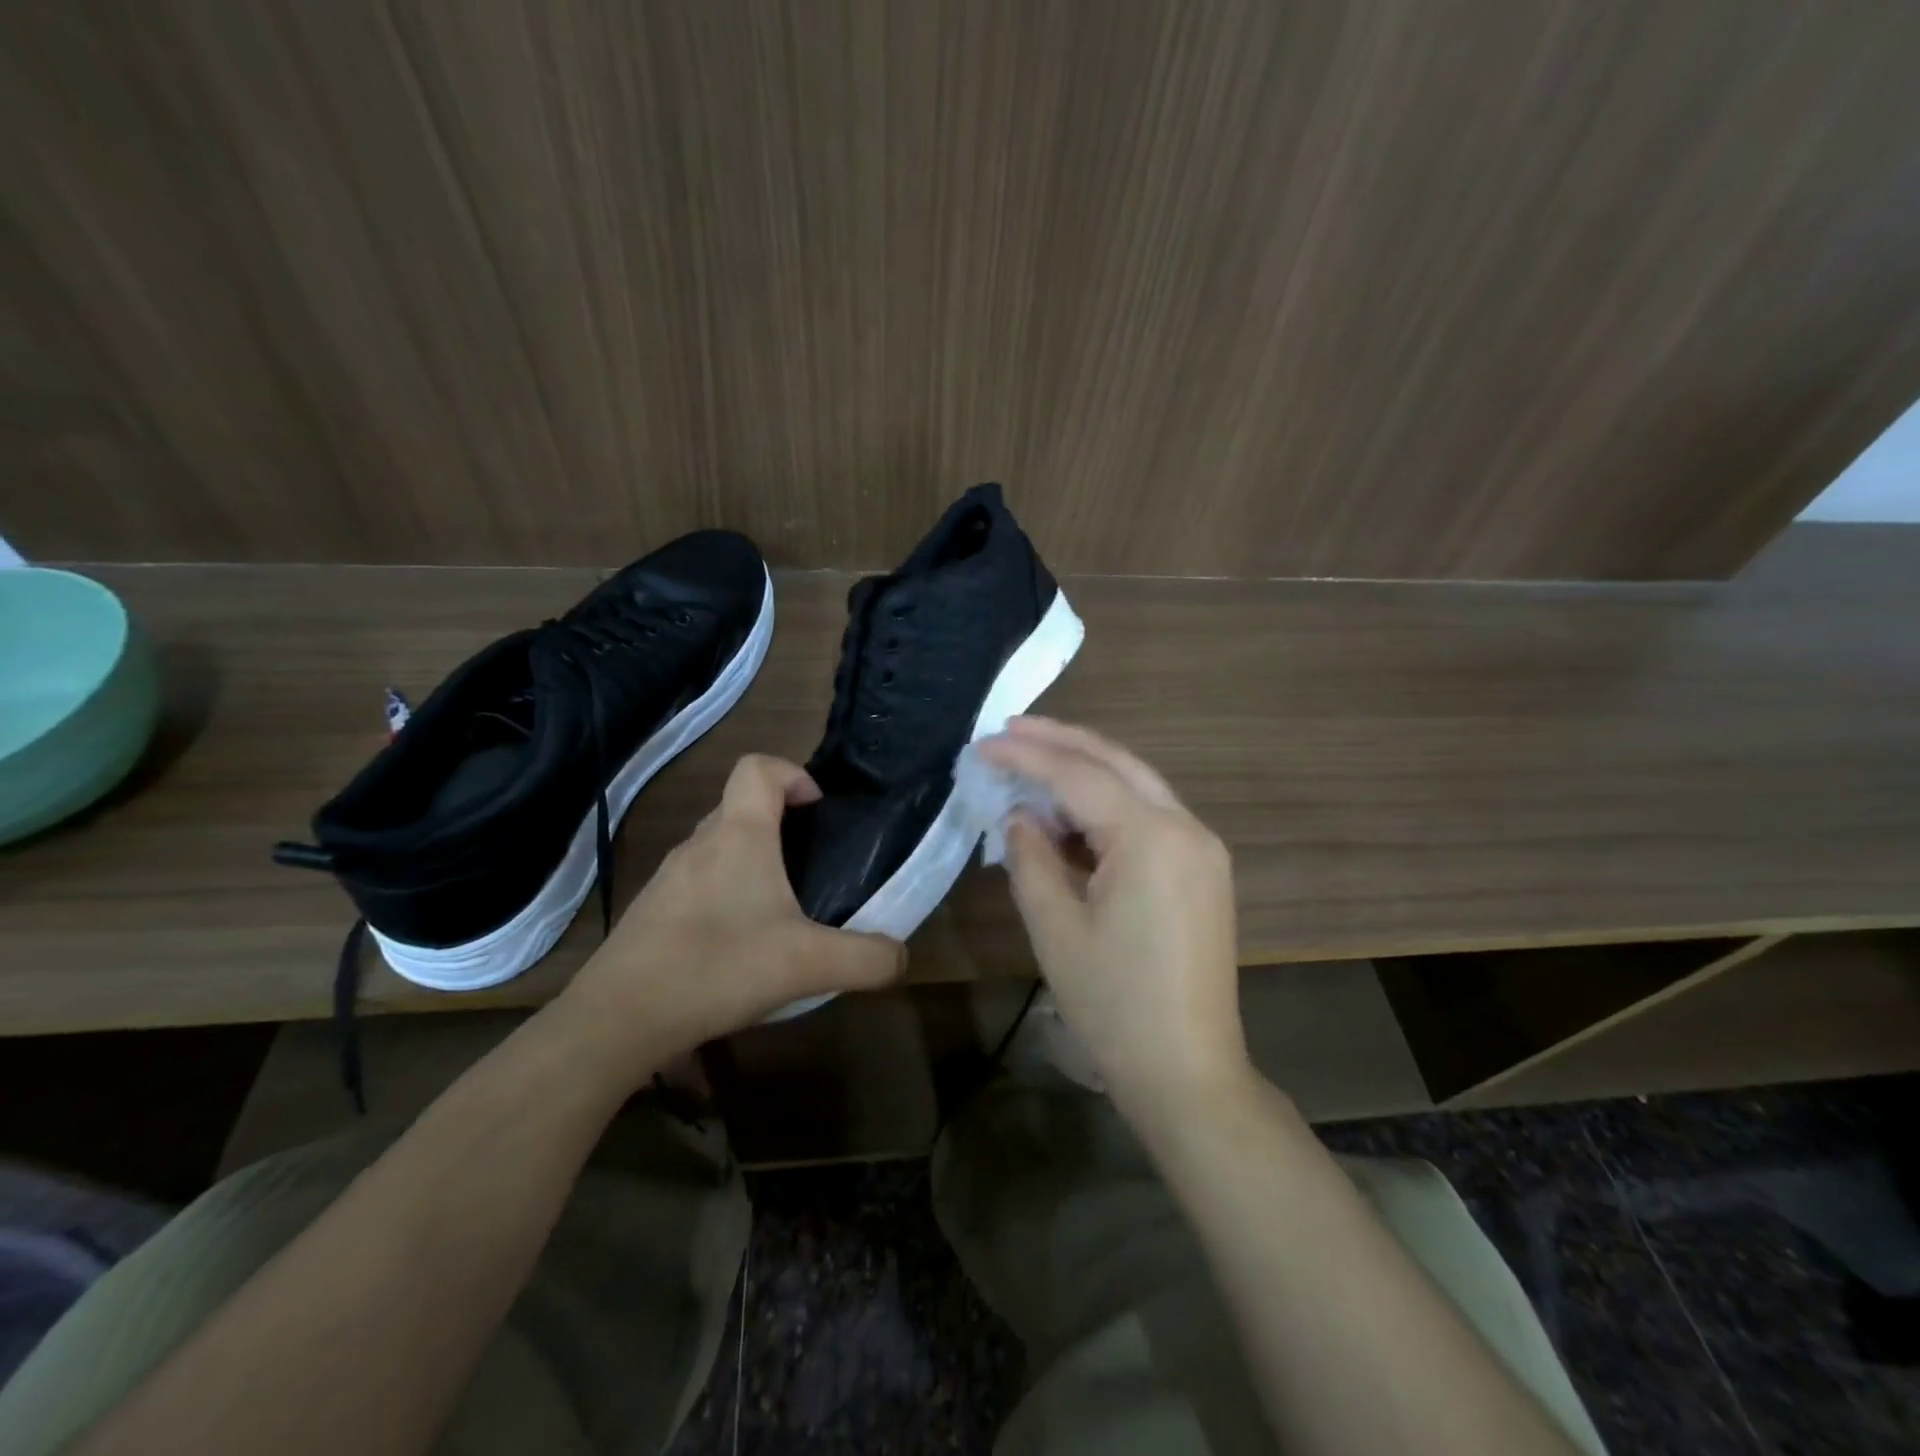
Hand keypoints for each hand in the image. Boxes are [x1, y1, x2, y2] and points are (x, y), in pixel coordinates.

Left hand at [560, 755, 905, 1066]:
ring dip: (750, 862)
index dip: (792, 773)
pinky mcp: (651, 910)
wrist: (618, 1018)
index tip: (816, 809)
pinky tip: (736, 945)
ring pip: (718, 846)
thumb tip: (901, 958)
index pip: (758, 767)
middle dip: (779, 824)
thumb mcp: (810, 966)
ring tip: (778, 911)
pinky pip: (697, 882)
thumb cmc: (719, 968)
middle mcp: (700, 844)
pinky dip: (723, 894)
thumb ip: (867, 959)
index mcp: (739, 835)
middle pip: (740, 806)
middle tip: (809, 867)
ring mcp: (669, 876)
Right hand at [978, 717, 1250, 1121]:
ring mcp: (1201, 849)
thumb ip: (1031, 858)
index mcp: (1152, 837)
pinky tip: (1070, 811)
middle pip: (1117, 763)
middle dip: (1062, 741)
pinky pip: (1149, 818)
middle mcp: (1186, 828)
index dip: (1027, 757)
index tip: (982, 745)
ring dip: (1085, 770)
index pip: (1079, 776)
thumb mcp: (1055, 927)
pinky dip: (1107, 806)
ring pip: (1137, 785)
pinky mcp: (1202, 871)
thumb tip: (1020, 817)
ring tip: (1032, 759)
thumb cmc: (1113, 1003)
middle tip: (1010, 729)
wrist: (1187, 1072)